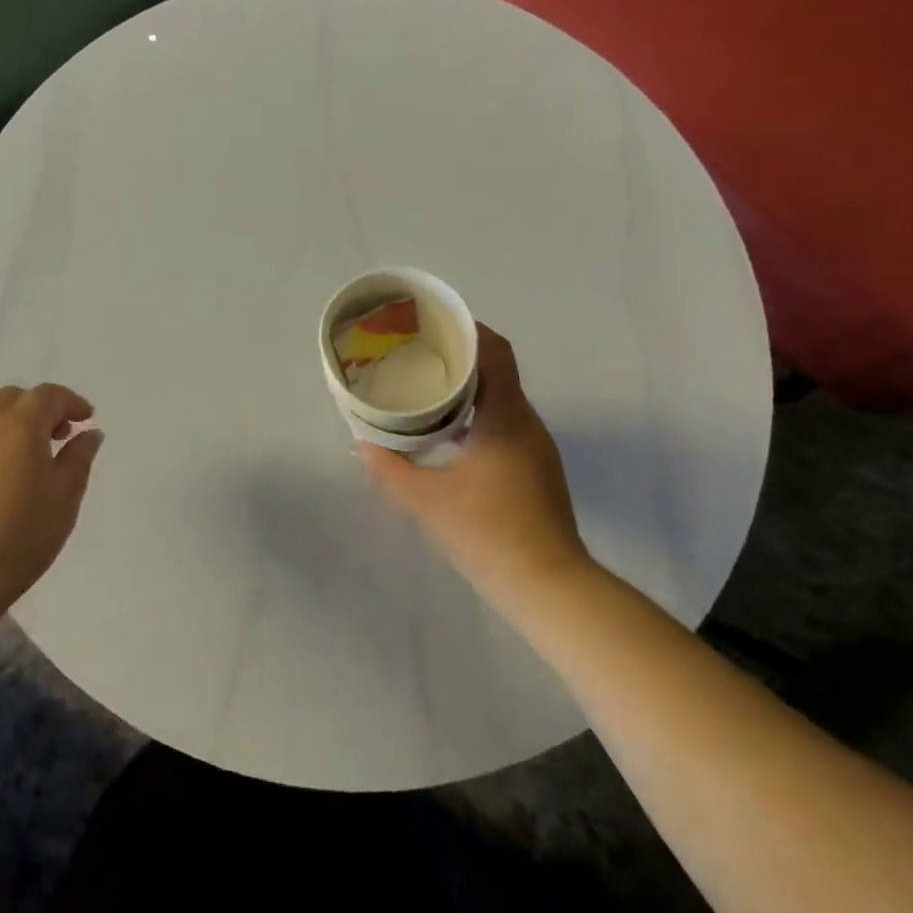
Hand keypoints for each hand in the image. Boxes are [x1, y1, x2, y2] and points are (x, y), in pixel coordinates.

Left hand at [0, 383, 104, 604]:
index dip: (71, 402)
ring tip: (26, 457)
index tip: (87, 418)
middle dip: (39, 408)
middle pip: (13, 398)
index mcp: (19, 425)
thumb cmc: (19, 534)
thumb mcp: (64, 497)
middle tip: (58, 435)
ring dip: (11, 424)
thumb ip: (79, 459)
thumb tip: (89, 433)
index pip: (48, 395)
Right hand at [358, 325, 590, 614]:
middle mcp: (527, 424)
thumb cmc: (488, 532)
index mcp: (506, 417)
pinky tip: (449, 437)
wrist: (549, 587)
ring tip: (427, 392)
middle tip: (418, 357)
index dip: (469, 330)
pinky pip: (505, 425)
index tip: (435, 325)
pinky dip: (477, 418)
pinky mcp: (536, 470)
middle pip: (498, 372)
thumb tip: (362, 443)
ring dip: (469, 391)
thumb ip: (389, 468)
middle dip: (460, 359)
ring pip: (502, 401)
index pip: (496, 352)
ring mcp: (536, 448)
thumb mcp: (426, 500)